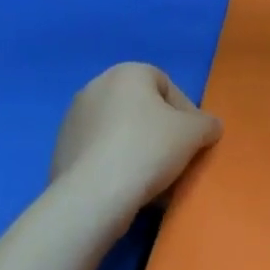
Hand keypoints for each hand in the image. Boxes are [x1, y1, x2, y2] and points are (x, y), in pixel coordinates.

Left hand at [51, 62, 221, 215]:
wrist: (93, 196)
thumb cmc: (148, 149)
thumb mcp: (194, 133)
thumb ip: (207, 124)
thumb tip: (210, 127)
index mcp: (127, 72)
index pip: (167, 87)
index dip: (186, 113)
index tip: (194, 141)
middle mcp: (96, 87)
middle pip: (141, 109)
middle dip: (160, 133)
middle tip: (175, 161)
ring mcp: (74, 119)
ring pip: (119, 133)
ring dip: (138, 151)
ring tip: (153, 181)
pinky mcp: (60, 151)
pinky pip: (99, 153)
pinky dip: (115, 166)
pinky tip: (127, 190)